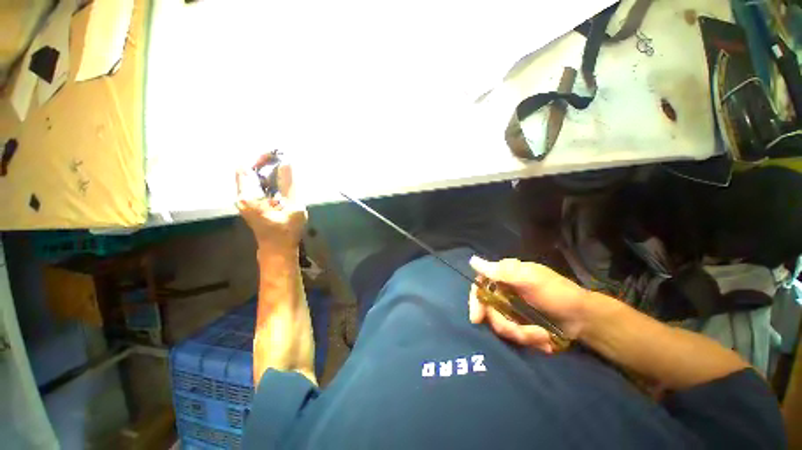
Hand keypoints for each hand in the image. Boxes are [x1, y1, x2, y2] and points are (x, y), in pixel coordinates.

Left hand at [236, 157, 306, 253]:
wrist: (277, 250)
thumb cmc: (286, 232)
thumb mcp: (293, 208)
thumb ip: (289, 185)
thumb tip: (287, 163)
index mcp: (249, 197)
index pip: (246, 167)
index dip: (259, 157)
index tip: (277, 153)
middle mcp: (241, 196)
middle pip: (246, 170)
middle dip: (263, 161)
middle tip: (283, 158)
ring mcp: (244, 200)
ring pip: (250, 176)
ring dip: (265, 169)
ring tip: (283, 165)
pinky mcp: (250, 203)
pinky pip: (255, 184)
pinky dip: (266, 178)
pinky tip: (280, 179)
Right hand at [468, 256, 590, 352]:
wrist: (583, 318)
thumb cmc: (556, 293)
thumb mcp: (528, 279)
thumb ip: (500, 272)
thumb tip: (472, 260)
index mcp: (503, 277)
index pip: (479, 286)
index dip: (476, 301)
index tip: (477, 318)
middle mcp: (503, 292)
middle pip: (488, 311)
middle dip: (505, 325)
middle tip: (522, 333)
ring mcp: (511, 310)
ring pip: (501, 326)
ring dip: (521, 334)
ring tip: (542, 336)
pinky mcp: (520, 324)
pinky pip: (514, 335)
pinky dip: (528, 339)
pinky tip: (544, 340)